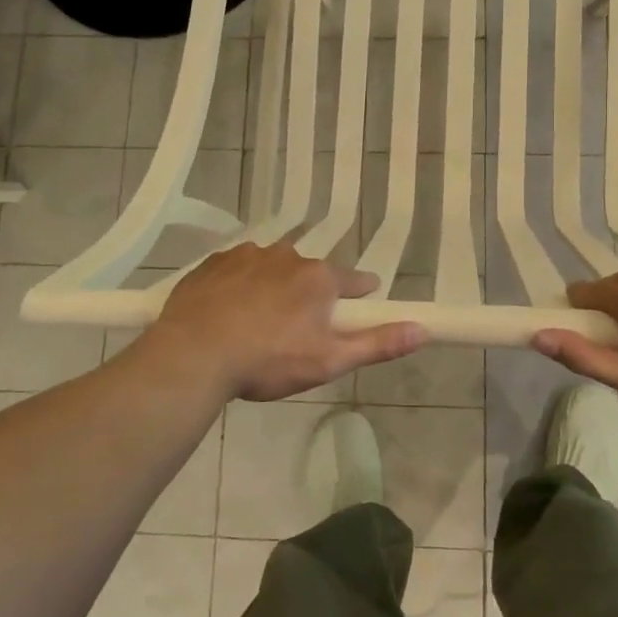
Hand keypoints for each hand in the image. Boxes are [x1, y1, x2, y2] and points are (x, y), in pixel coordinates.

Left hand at [146, 243, 426, 401]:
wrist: (194, 355)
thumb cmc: (268, 361)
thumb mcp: (329, 361)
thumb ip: (377, 344)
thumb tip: (423, 329)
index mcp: (319, 278)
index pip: (354, 280)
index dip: (360, 293)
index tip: (361, 302)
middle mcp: (286, 256)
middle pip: (310, 274)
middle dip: (310, 295)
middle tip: (298, 328)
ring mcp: (247, 256)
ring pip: (272, 268)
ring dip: (274, 286)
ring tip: (259, 321)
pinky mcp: (213, 263)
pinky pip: (237, 269)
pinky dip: (240, 285)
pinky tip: (230, 310)